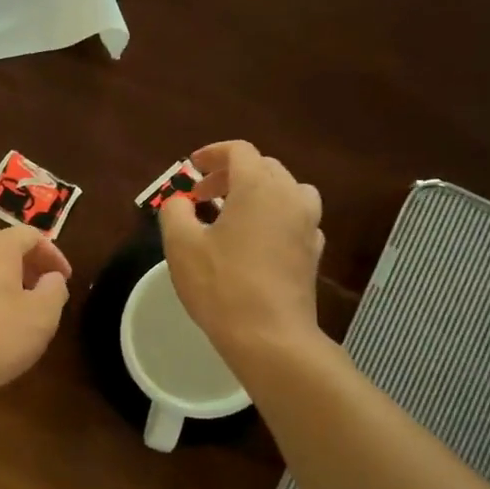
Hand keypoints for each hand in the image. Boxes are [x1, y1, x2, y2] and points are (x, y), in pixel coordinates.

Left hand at [0, 225, 71, 398]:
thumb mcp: (43, 314)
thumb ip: (55, 289)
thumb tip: (51, 278)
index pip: (30, 236)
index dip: (53, 255)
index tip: (66, 279)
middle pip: (4, 248)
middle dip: (29, 267)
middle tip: (46, 292)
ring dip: (7, 282)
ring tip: (22, 311)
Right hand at [160, 141, 323, 357]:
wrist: (270, 337)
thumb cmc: (222, 286)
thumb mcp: (181, 245)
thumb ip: (175, 211)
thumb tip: (180, 201)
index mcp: (258, 187)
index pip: (239, 151)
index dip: (212, 154)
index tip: (192, 170)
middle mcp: (290, 197)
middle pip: (264, 167)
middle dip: (230, 174)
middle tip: (203, 195)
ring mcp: (308, 225)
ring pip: (286, 191)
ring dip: (258, 193)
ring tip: (233, 213)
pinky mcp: (314, 253)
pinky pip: (295, 218)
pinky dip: (274, 216)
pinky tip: (255, 240)